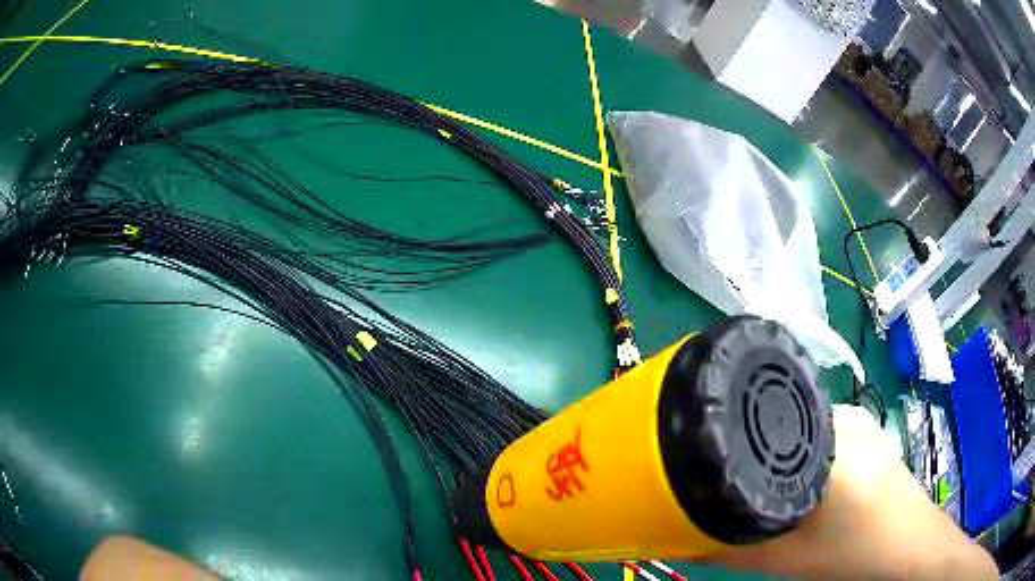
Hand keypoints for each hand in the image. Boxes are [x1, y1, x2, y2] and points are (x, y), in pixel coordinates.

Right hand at [705, 405, 996, 579]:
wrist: (910, 546)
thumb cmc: (856, 553)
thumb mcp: (788, 560)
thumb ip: (733, 550)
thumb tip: (683, 540)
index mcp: (831, 443)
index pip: (764, 425)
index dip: (731, 444)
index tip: (708, 465)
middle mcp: (845, 416)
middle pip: (781, 424)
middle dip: (756, 452)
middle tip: (736, 482)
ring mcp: (860, 418)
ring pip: (802, 426)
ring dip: (783, 452)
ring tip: (771, 484)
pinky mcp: (867, 427)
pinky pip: (822, 430)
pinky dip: (804, 450)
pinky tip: (805, 480)